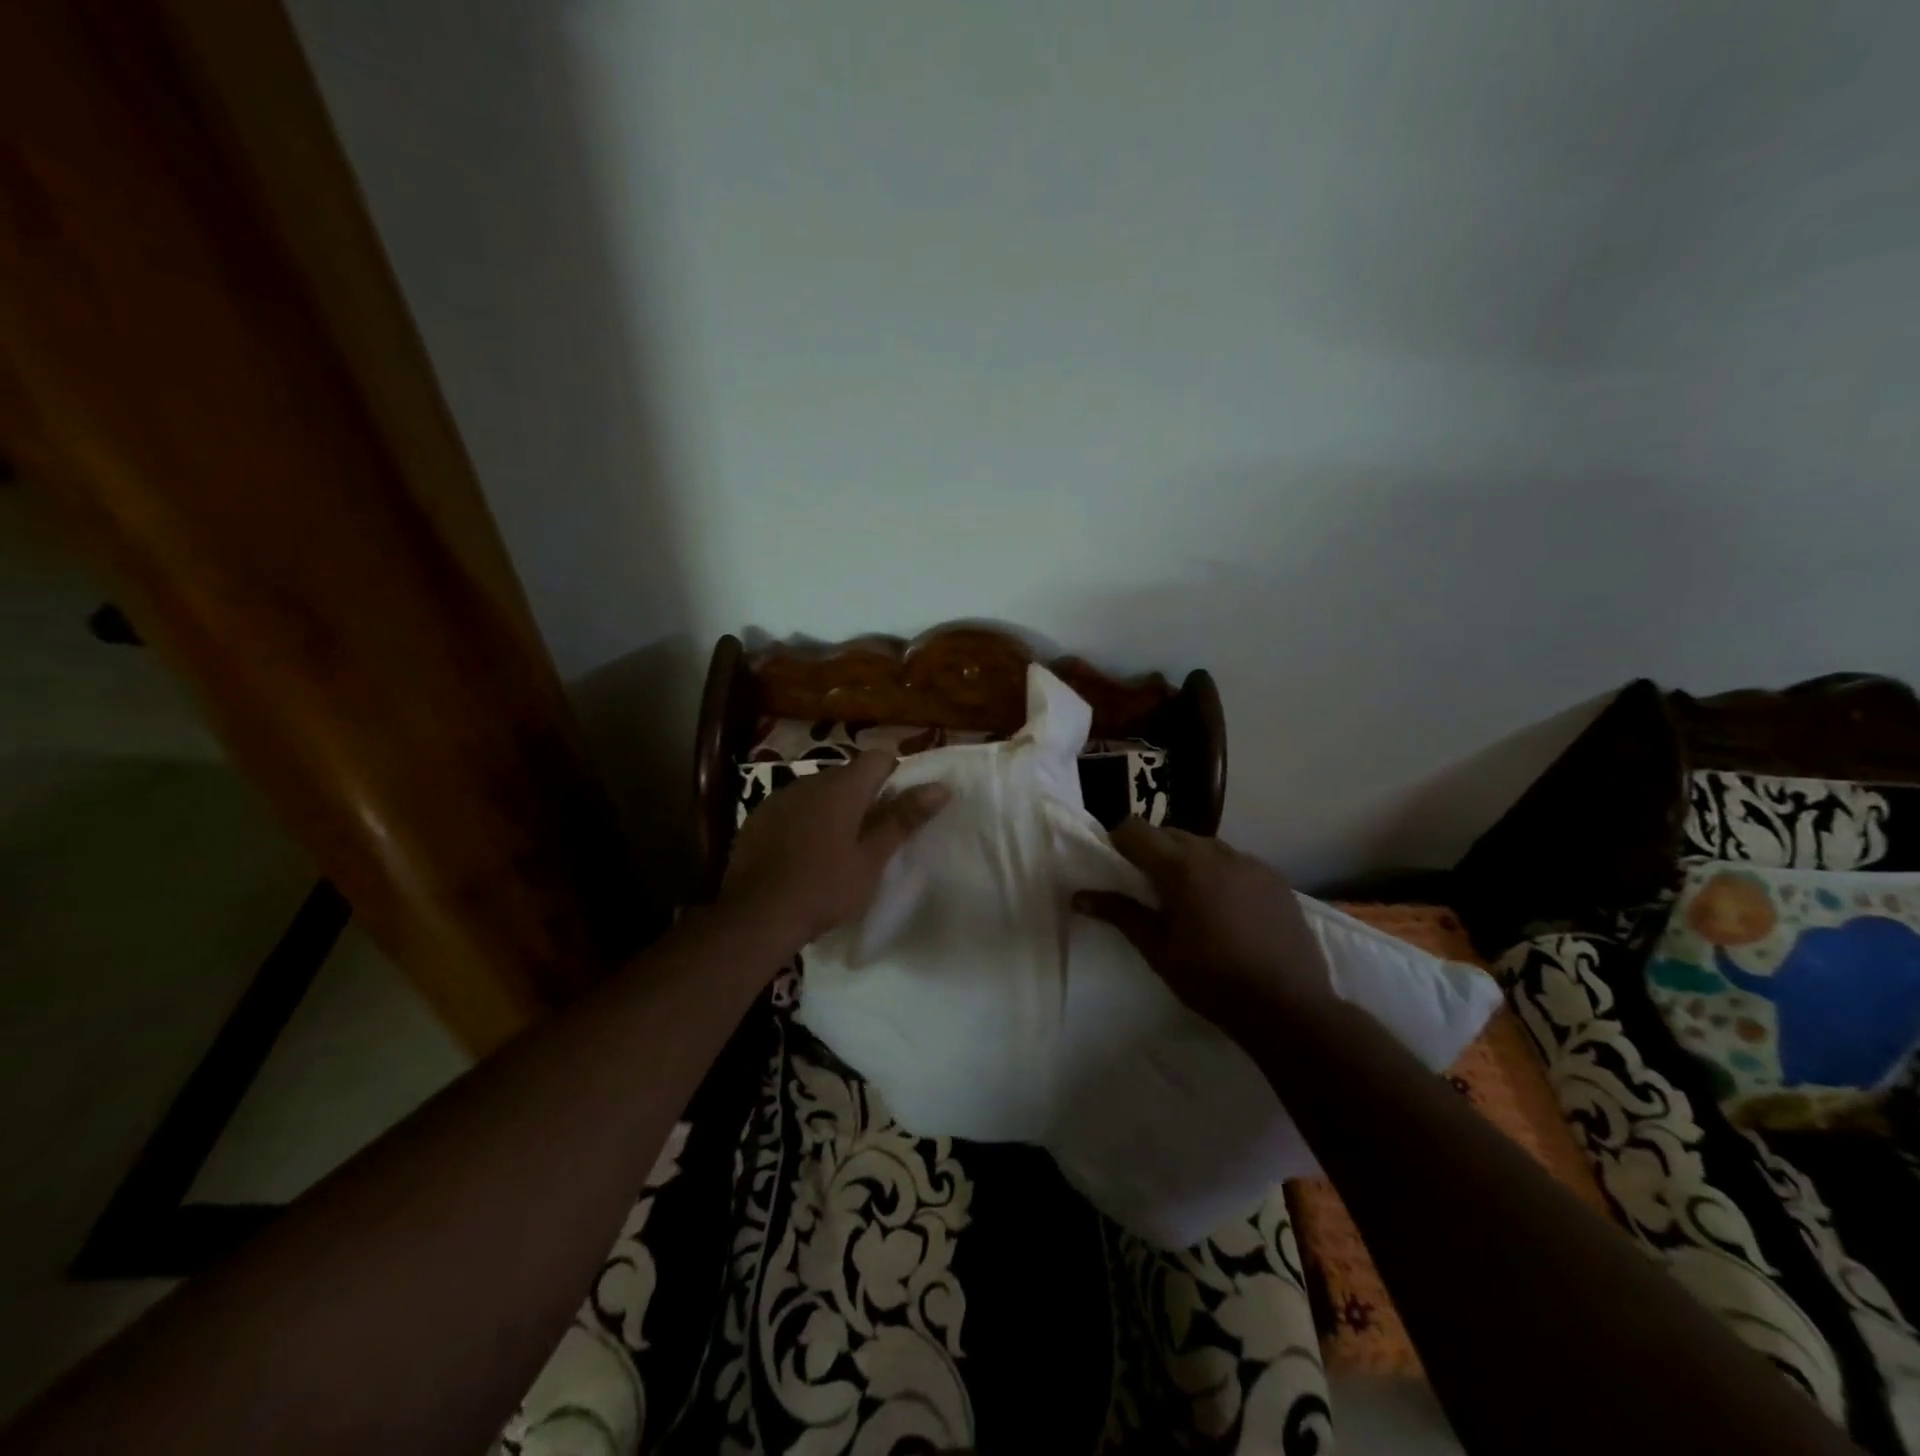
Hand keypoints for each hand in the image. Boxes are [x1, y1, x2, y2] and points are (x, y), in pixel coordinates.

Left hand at [721, 751, 950, 949]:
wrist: (755, 916)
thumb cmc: (824, 888)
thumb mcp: (872, 859)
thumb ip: (903, 819)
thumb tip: (941, 787)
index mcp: (842, 787)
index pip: (878, 758)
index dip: (895, 777)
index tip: (899, 809)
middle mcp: (809, 782)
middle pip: (847, 775)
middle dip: (865, 796)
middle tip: (873, 835)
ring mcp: (779, 798)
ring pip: (818, 791)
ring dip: (833, 808)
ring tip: (838, 847)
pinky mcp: (758, 817)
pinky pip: (792, 807)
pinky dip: (805, 820)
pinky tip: (803, 853)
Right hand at [1072, 818, 1331, 1027]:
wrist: (1288, 1005)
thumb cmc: (1212, 980)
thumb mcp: (1158, 949)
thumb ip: (1120, 914)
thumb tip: (1078, 896)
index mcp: (1181, 867)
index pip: (1136, 830)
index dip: (1119, 841)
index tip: (1114, 864)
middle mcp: (1216, 853)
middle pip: (1170, 833)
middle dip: (1152, 850)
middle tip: (1146, 886)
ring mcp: (1250, 863)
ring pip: (1205, 845)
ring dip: (1187, 859)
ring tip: (1188, 897)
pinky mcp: (1275, 878)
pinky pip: (1236, 861)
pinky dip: (1220, 872)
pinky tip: (1225, 906)